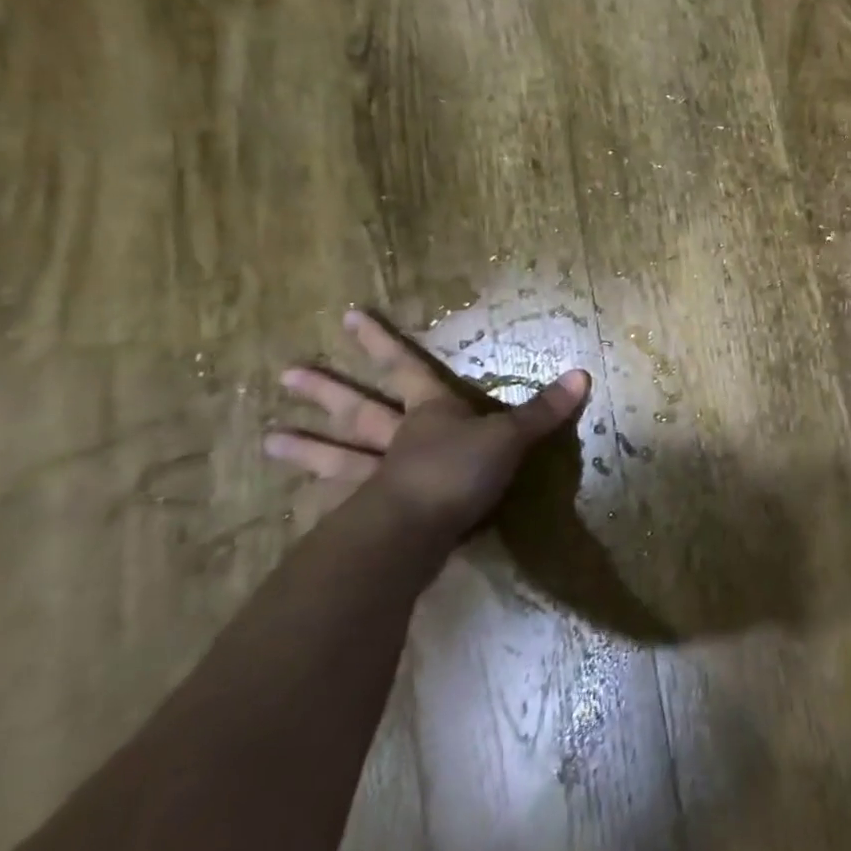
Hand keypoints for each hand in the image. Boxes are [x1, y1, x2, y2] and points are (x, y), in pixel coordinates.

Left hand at [266, 309, 590, 541]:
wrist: (415, 533)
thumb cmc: (460, 472)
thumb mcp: (509, 438)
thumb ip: (542, 411)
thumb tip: (583, 374)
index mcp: (430, 413)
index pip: (406, 368)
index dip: (381, 343)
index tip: (349, 317)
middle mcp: (397, 440)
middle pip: (359, 410)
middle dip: (328, 392)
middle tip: (286, 375)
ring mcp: (376, 479)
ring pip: (339, 457)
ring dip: (307, 449)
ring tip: (267, 440)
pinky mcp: (370, 519)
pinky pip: (340, 508)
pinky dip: (320, 506)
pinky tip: (299, 508)